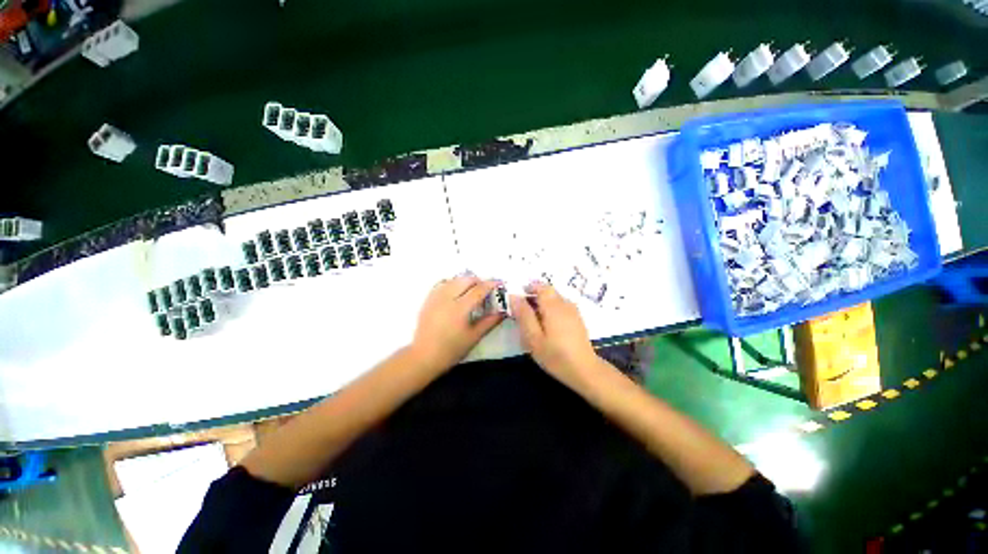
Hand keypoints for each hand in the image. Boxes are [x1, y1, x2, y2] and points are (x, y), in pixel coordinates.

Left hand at [409, 275, 504, 372]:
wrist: (424, 356)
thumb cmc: (452, 349)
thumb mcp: (474, 337)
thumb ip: (489, 322)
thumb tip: (503, 311)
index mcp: (460, 308)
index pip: (479, 289)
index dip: (491, 284)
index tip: (500, 283)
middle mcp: (447, 298)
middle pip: (466, 279)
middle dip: (478, 281)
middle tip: (485, 289)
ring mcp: (436, 297)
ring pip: (454, 279)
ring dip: (465, 281)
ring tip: (471, 290)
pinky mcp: (428, 299)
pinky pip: (442, 283)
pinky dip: (452, 283)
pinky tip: (456, 291)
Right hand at [510, 282, 599, 386]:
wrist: (584, 370)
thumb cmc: (555, 355)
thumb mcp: (533, 337)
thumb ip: (523, 315)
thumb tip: (514, 296)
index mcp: (553, 306)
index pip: (541, 286)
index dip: (528, 288)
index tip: (518, 299)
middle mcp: (565, 304)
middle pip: (548, 291)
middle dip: (534, 296)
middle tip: (523, 312)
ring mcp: (573, 311)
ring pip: (555, 298)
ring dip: (543, 303)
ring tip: (534, 320)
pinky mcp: (577, 319)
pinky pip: (561, 306)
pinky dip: (551, 309)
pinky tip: (547, 326)